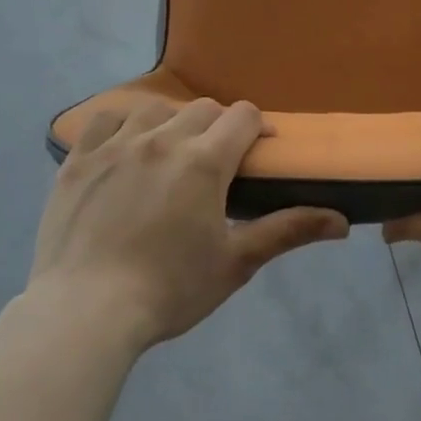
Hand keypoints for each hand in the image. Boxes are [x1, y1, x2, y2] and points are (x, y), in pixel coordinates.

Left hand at [29, 98, 348, 347]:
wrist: (84, 313)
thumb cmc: (169, 290)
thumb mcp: (235, 263)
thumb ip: (287, 231)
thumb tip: (342, 222)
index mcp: (204, 161)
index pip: (242, 116)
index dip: (256, 128)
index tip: (257, 151)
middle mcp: (162, 139)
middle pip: (203, 109)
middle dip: (218, 127)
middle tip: (216, 163)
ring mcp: (115, 145)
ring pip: (155, 108)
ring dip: (171, 122)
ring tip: (169, 154)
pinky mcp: (78, 160)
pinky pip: (104, 120)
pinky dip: (120, 125)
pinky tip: (124, 148)